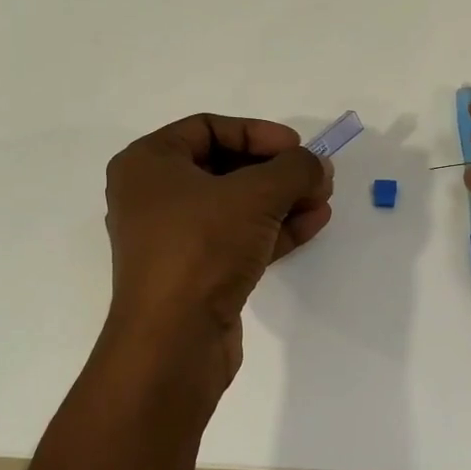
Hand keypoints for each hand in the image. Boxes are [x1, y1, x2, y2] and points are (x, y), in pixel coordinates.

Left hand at [103, 114, 332, 377]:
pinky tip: (311, 225)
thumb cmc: (202, 247)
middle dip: (276, 171)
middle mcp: (152, 196)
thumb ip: (294, 169)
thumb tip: (316, 165)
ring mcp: (171, 238)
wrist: (173, 341)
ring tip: (323, 200)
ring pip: (234, 206)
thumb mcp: (256, 195)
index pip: (208, 128)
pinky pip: (235, 238)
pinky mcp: (192, 273)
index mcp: (148, 163)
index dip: (258, 133)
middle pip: (224, 168)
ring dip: (281, 201)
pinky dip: (271, 230)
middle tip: (316, 177)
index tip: (297, 147)